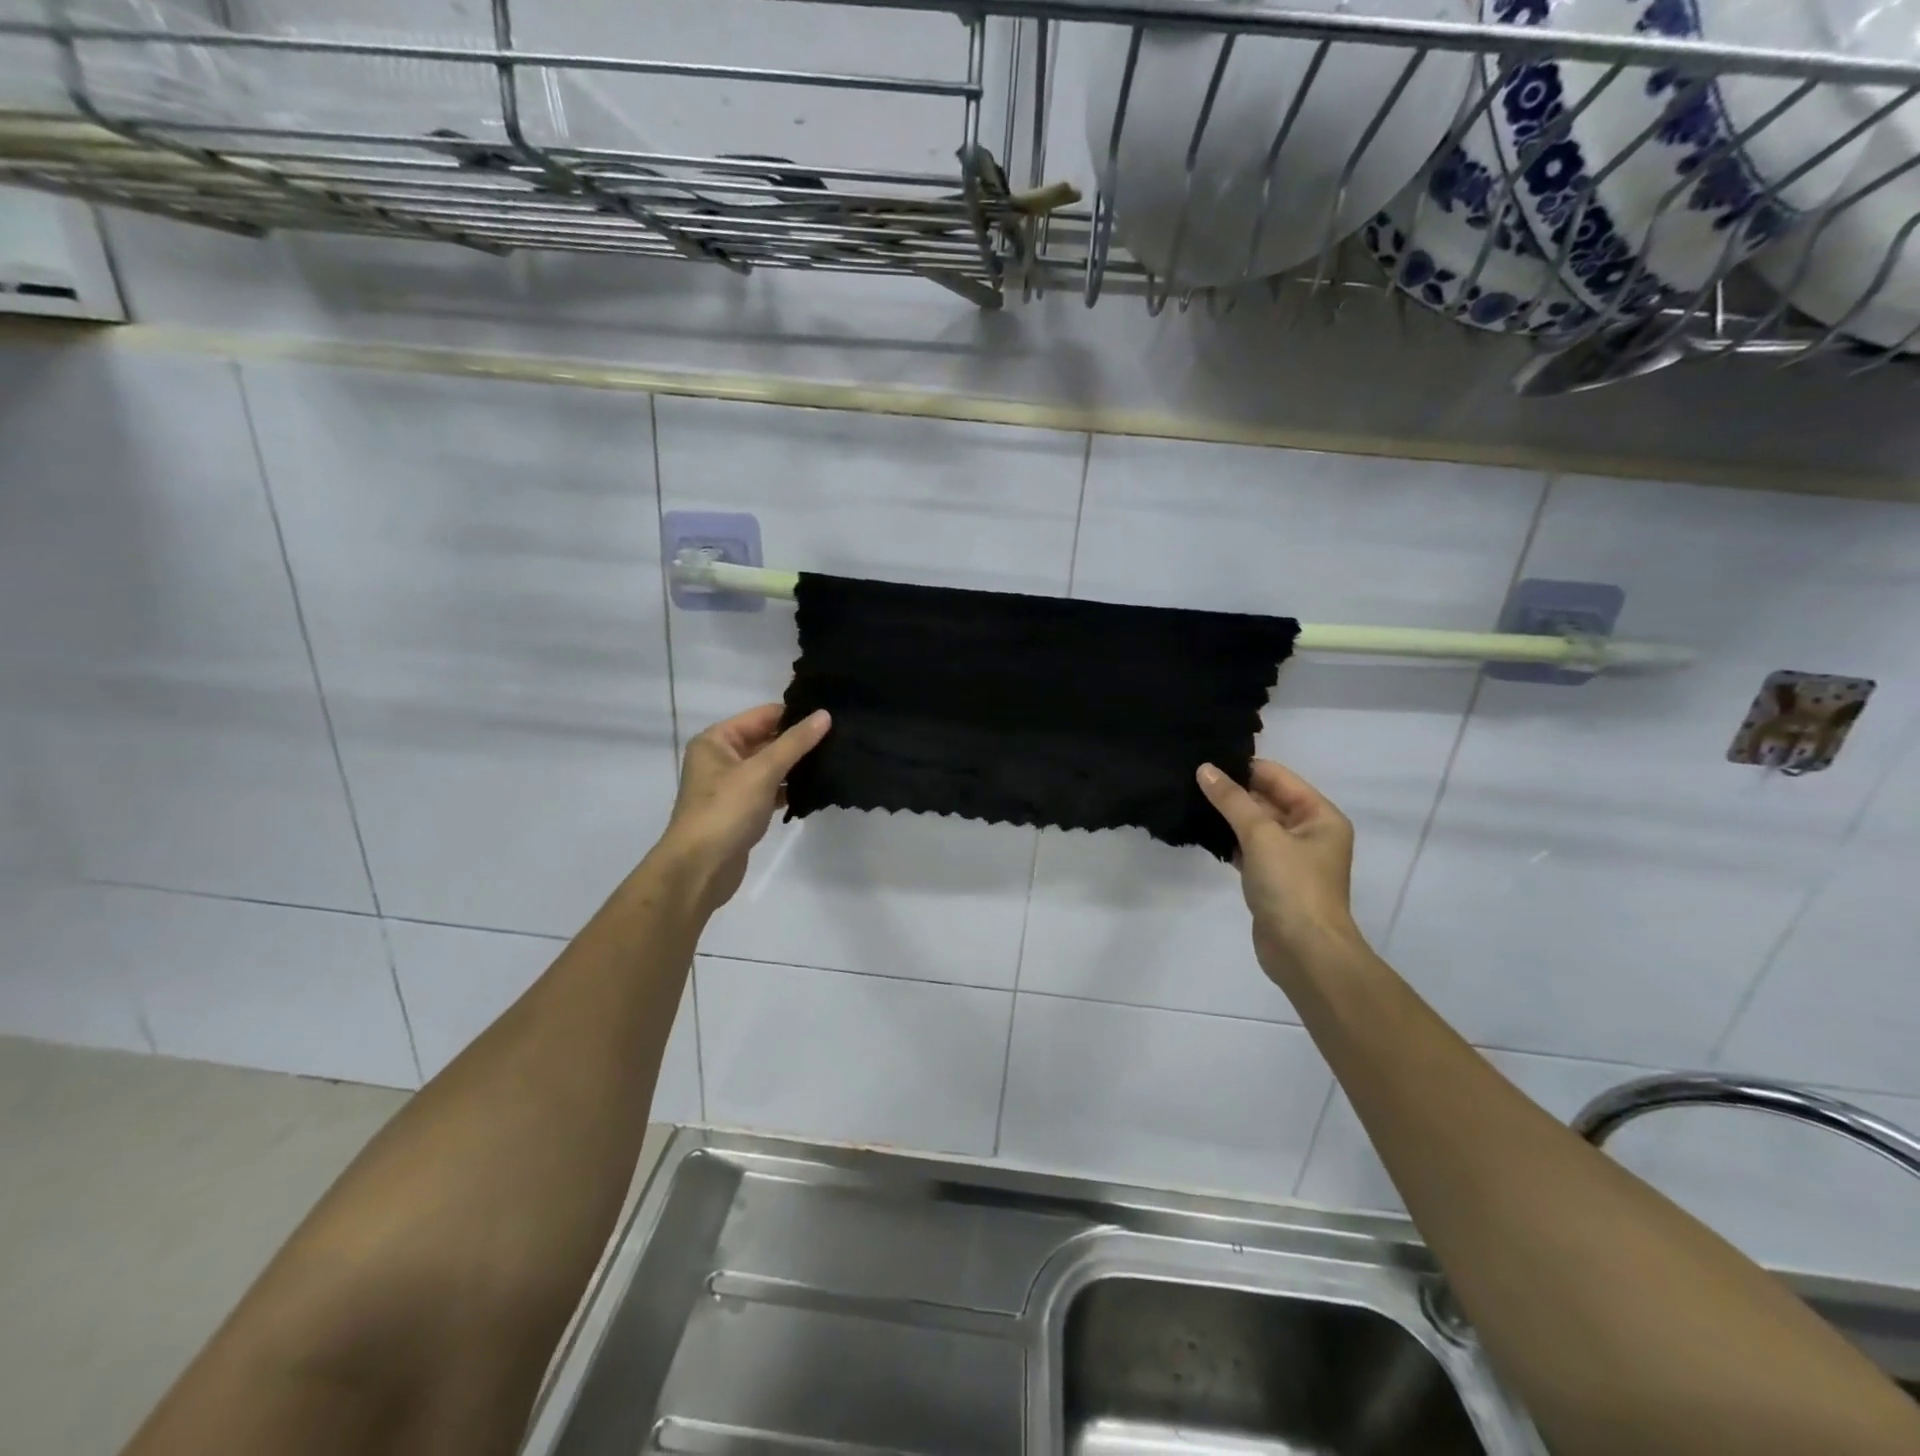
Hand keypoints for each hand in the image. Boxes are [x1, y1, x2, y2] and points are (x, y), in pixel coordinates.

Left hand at [655, 705, 830, 915]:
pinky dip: (789, 789)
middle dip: (799, 741)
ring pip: (770, 767)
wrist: (700, 868)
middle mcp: (721, 758)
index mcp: (717, 740)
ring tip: (834, 760)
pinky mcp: (742, 810)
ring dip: (797, 766)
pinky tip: (815, 790)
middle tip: (840, 738)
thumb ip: (795, 742)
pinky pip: (770, 790)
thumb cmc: (726, 810)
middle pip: (767, 740)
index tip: (832, 716)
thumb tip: (825, 715)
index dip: (795, 714)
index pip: (763, 716)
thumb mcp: (762, 771)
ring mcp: (731, 786)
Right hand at [1197, 759, 1367, 986]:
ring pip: (1256, 825)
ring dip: (1229, 816)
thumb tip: (1205, 769)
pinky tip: (1204, 834)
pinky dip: (1230, 841)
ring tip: (1190, 800)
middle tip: (1191, 779)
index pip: (1278, 778)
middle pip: (1267, 800)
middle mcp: (1310, 833)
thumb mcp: (1261, 835)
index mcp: (1320, 816)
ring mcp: (1291, 858)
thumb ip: (1232, 800)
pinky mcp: (1273, 880)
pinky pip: (1249, 849)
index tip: (1206, 761)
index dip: (1244, 768)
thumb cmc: (1292, 886)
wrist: (1304, 952)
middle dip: (1233, 792)